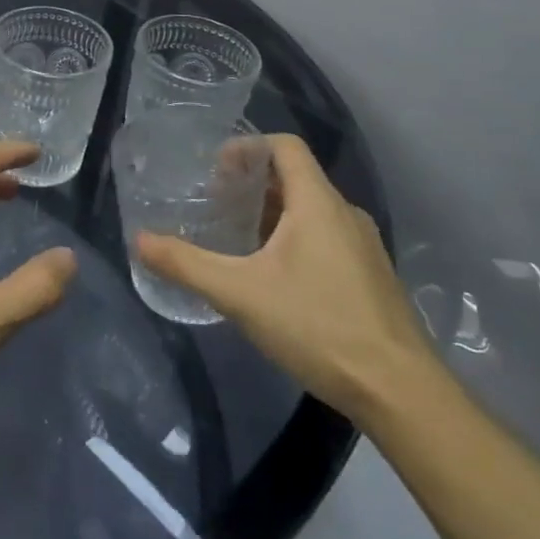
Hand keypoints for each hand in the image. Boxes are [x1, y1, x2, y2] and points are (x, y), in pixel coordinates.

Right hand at [136, 134, 431, 421]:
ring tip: (237, 237)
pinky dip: (293, 237)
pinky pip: (326, 236)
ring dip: (272, 211)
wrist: (400, 392)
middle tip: (215, 203)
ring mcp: (363, 246)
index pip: (285, 146)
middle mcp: (345, 214)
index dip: (247, 146)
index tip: (214, 169)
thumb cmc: (318, 326)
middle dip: (252, 182)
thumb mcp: (240, 294)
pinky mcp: (370, 276)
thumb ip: (186, 264)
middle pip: (295, 176)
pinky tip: (273, 275)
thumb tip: (138, 240)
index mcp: (318, 203)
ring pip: (311, 209)